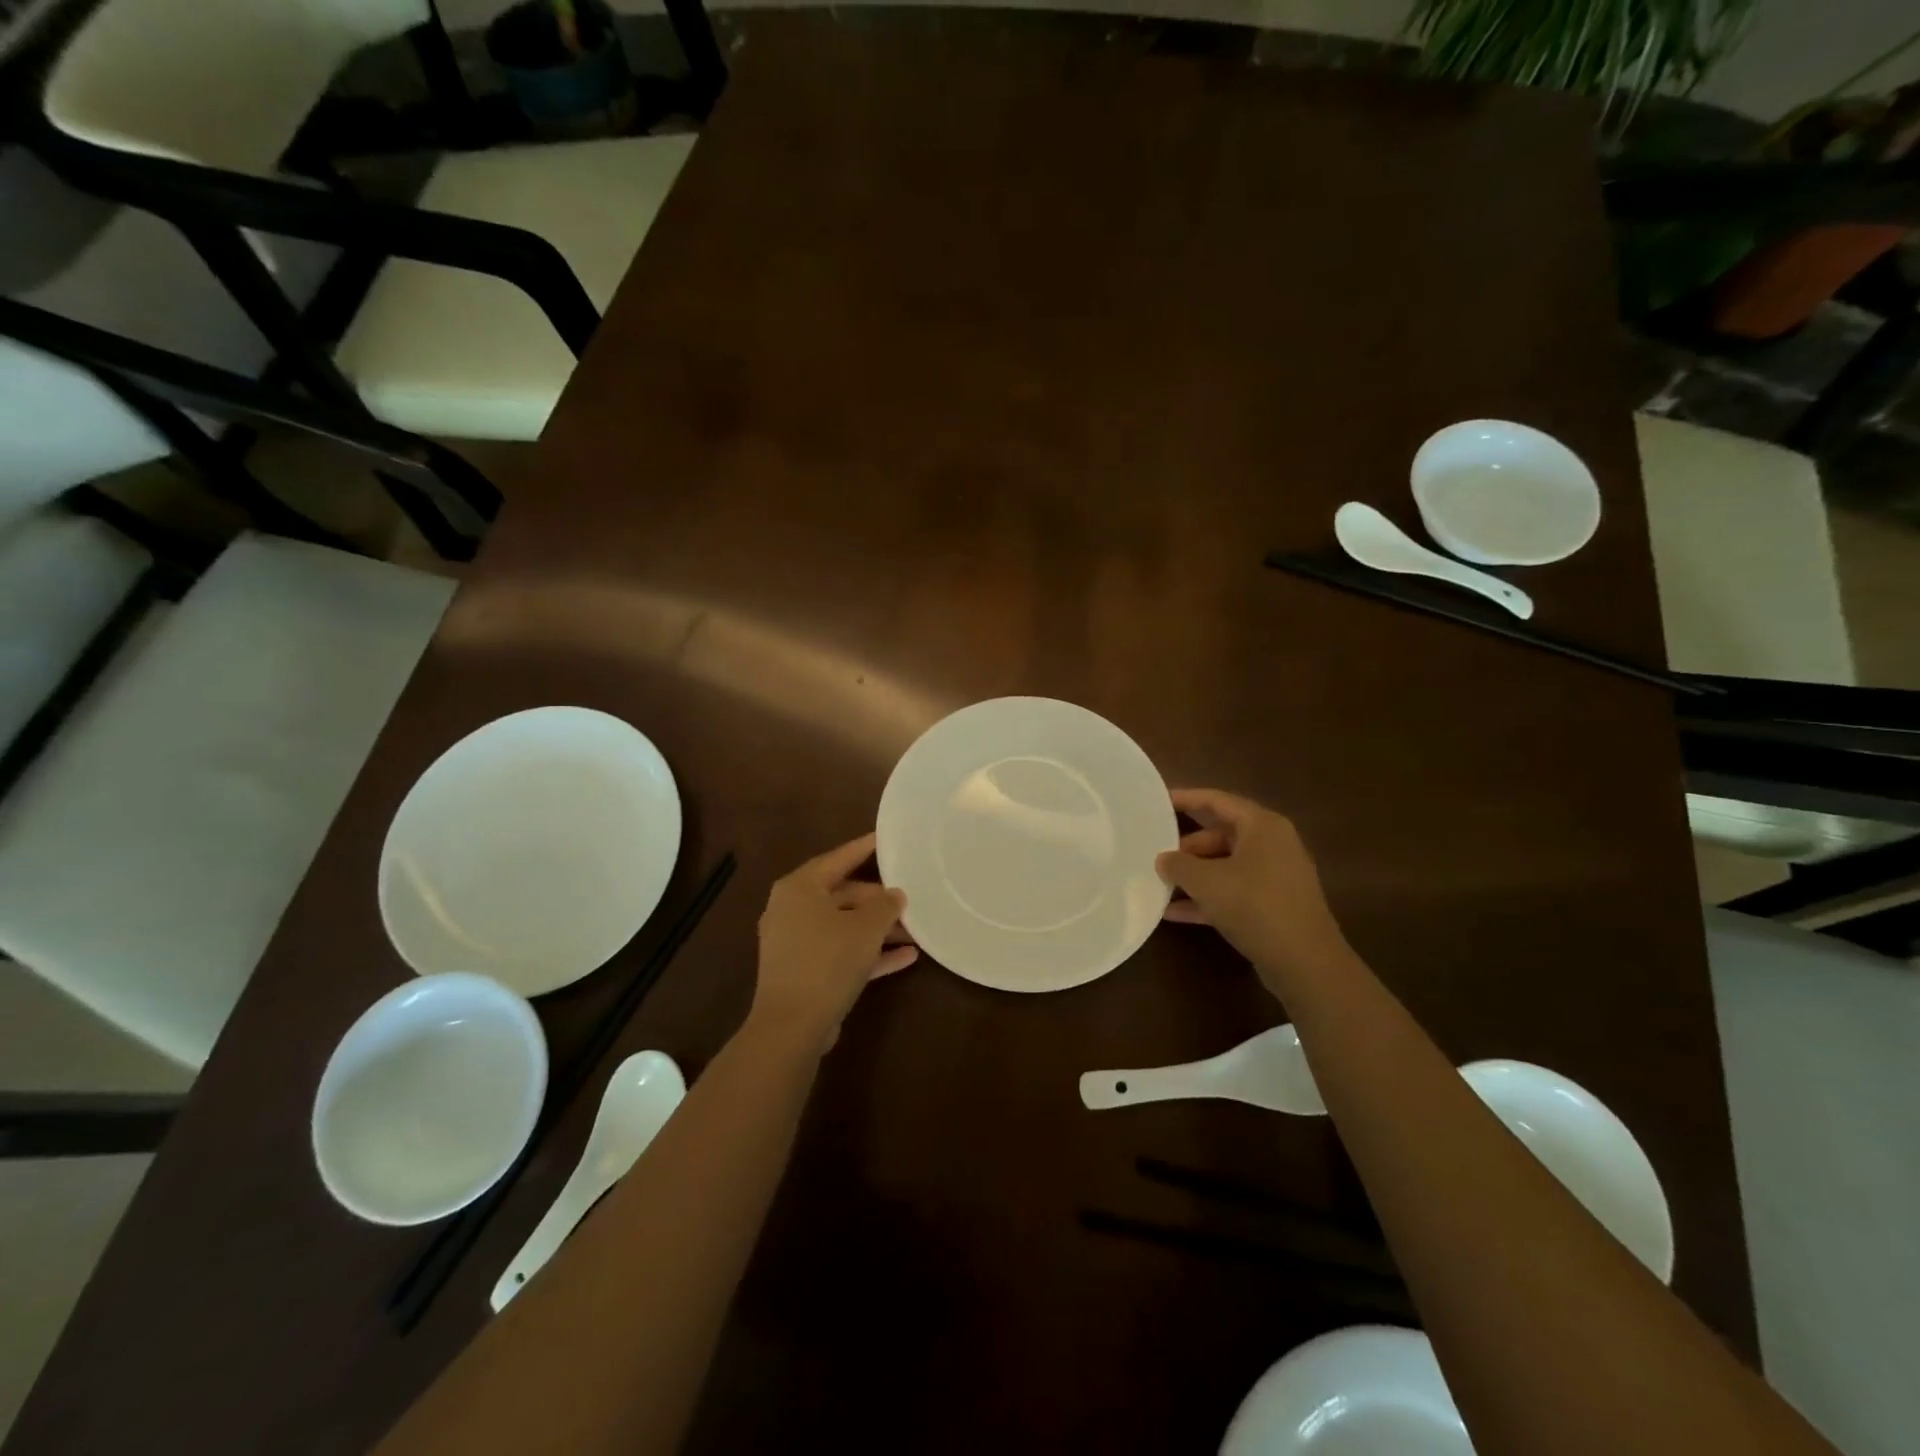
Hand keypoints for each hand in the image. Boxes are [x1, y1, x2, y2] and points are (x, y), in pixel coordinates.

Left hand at [750, 833, 917, 1053]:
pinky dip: (868, 953)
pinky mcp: (803, 972)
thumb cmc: (828, 960)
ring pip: (843, 926)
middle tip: (910, 898)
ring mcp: (796, 943)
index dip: (865, 848)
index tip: (888, 839)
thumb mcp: (866, 928)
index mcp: (800, 888)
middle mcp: (792, 909)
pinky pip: (840, 953)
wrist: (793, 1025)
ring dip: (878, 930)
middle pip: (842, 895)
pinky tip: (906, 958)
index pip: (838, 858)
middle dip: (878, 901)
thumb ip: (885, 906)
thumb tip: (895, 895)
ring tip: (915, 931)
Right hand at [1157, 788, 1353, 995]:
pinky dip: (1207, 898)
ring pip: (1225, 865)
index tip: (1156, 802)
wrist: (1305, 963)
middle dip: (1186, 845)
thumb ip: (1178, 864)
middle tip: (1155, 852)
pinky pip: (1233, 891)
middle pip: (1220, 834)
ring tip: (1159, 882)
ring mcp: (1275, 876)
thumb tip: (1163, 859)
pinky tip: (1174, 913)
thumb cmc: (1255, 906)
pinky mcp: (1273, 905)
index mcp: (1261, 826)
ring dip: (1193, 875)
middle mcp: (1272, 844)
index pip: (1216, 801)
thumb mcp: (1206, 882)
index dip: (1185, 799)